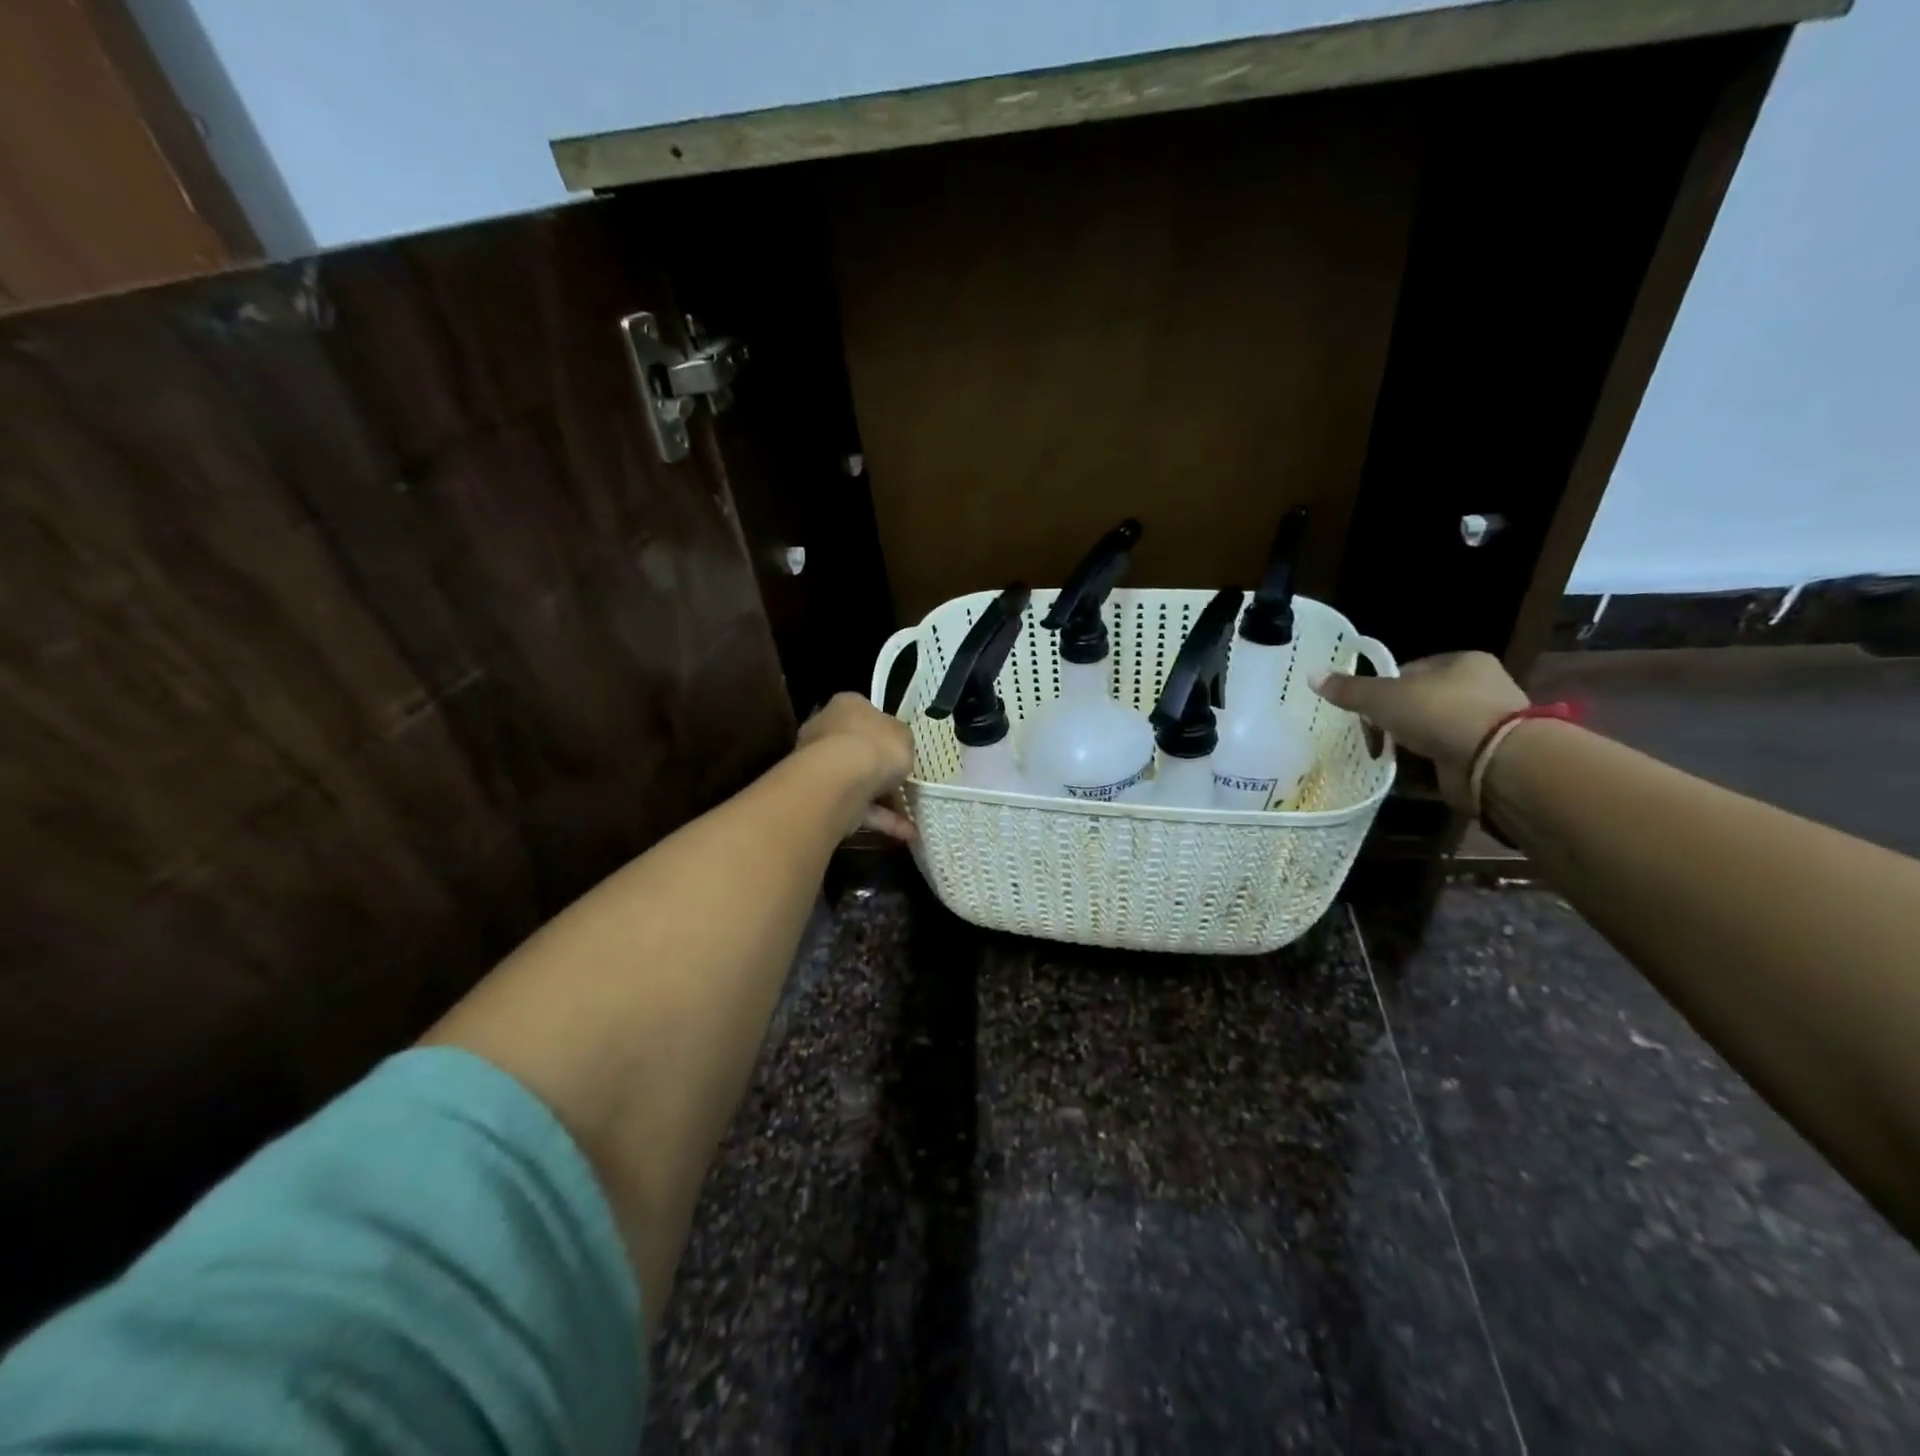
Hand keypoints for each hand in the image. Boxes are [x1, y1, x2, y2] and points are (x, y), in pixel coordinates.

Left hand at [796, 692, 917, 840]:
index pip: (864, 713)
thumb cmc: (875, 745)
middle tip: (905, 782)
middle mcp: (826, 731)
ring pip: (856, 781)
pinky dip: (881, 820)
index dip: (884, 731)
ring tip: (913, 815)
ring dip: (884, 799)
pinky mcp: (820, 797)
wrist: (839, 779)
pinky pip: (856, 807)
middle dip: (879, 767)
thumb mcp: (904, 736)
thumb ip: (901, 739)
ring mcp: (819, 766)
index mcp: (846, 706)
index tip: (900, 747)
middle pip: (856, 748)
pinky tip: (906, 833)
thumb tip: (895, 743)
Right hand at [1313, 651, 1527, 809]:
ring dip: (1413, 742)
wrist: (1496, 762)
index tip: (1365, 710)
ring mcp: (1489, 722)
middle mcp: (1481, 686)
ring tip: (1387, 755)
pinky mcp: (1489, 755)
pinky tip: (1410, 771)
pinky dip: (1428, 763)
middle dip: (1396, 718)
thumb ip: (1349, 689)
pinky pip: (1447, 755)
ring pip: (1435, 729)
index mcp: (1462, 661)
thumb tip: (1311, 675)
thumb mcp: (1384, 698)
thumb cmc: (1441, 714)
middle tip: (1372, 735)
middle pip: (1422, 700)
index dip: (1383, 688)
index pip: (1411, 670)